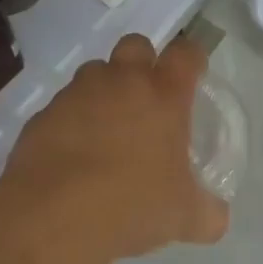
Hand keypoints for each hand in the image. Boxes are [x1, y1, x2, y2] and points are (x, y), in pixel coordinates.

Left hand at [0, 34, 228, 263]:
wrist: (52, 218)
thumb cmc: (131, 205)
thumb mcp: (182, 217)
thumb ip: (207, 212)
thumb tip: (218, 218)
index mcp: (164, 94)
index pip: (186, 53)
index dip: (192, 59)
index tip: (194, 74)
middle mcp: (122, 81)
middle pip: (136, 45)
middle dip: (143, 61)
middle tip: (147, 96)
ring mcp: (79, 93)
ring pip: (95, 72)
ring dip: (104, 89)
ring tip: (107, 127)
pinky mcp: (44, 114)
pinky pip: (64, 105)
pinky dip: (72, 120)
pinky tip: (73, 154)